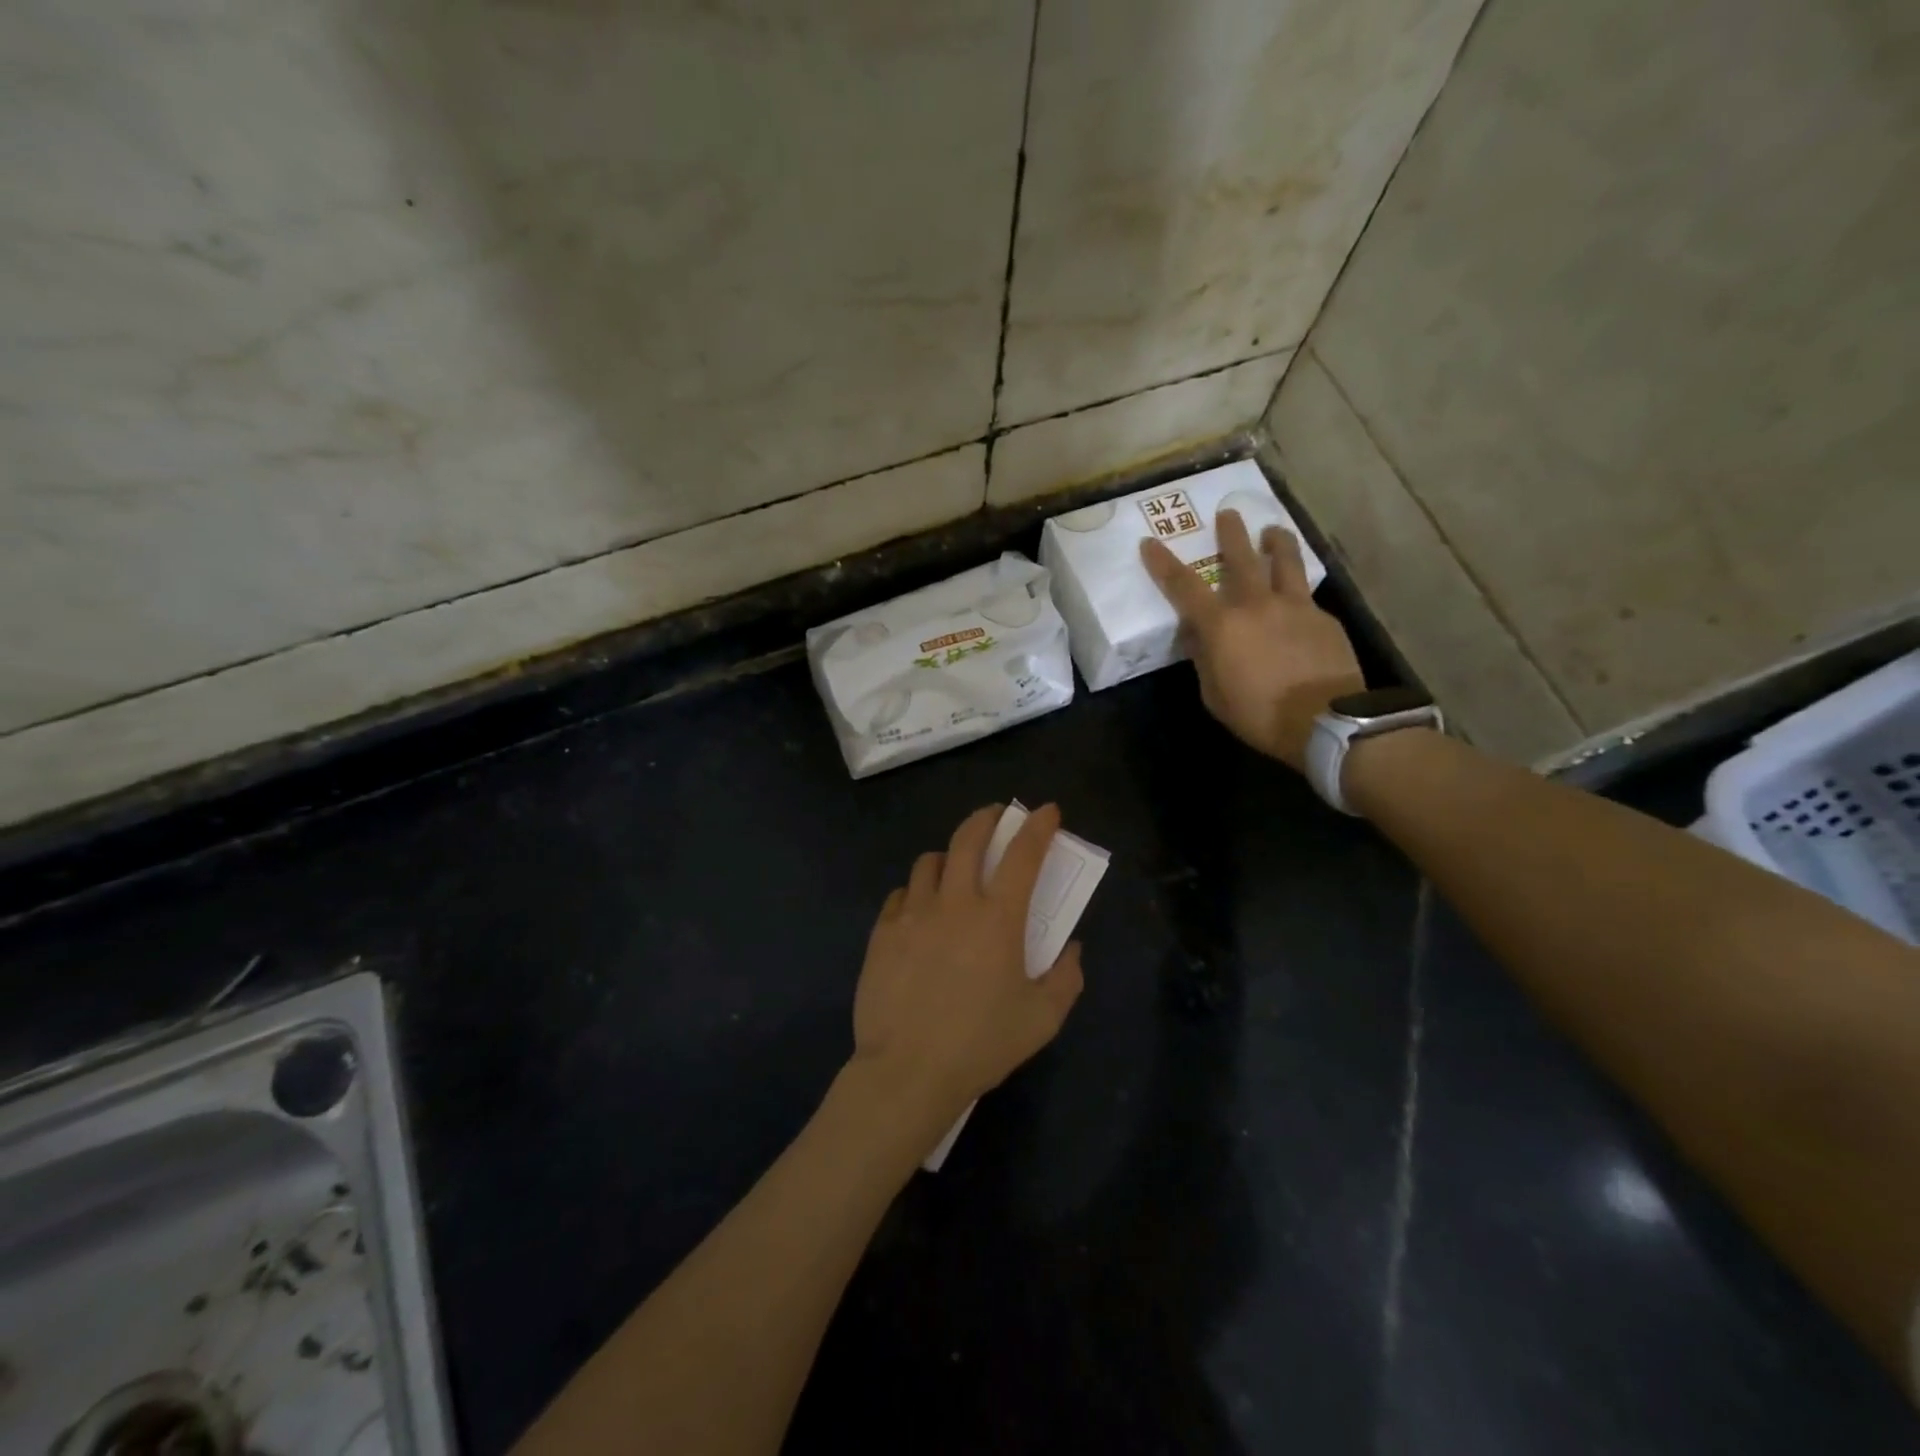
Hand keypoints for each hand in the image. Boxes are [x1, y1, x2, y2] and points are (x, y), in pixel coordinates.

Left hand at [852, 804, 1084, 1119]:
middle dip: (987, 818)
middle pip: (968, 838)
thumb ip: (1066, 978)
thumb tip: (1071, 949)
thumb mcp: (1042, 1019)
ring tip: (955, 870)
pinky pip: (901, 894)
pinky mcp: (883, 931)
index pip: (1024, 855)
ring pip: (930, 861)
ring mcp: (913, 913)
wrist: (908, 1071)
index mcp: (998, 918)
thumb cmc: (981, 1045)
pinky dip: (917, 892)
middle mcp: (955, 902)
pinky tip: (921, 912)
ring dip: (949, 857)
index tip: (1047, 811)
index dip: (1038, 826)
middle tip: (997, 817)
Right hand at [1141, 509, 1362, 770]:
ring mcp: (1295, 607)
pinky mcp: (1324, 618)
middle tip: (1228, 513)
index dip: (1163, 564)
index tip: (1149, 543)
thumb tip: (1198, 636)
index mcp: (1222, 625)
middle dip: (1231, 532)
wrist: (1325, 722)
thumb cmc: (1259, 714)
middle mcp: (1257, 604)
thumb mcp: (1215, 695)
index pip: (1184, 586)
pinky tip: (1297, 600)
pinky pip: (1306, 595)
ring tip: (1272, 530)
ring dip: (1276, 542)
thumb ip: (1204, 660)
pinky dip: (1296, 589)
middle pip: (1242, 557)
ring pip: (1285, 562)